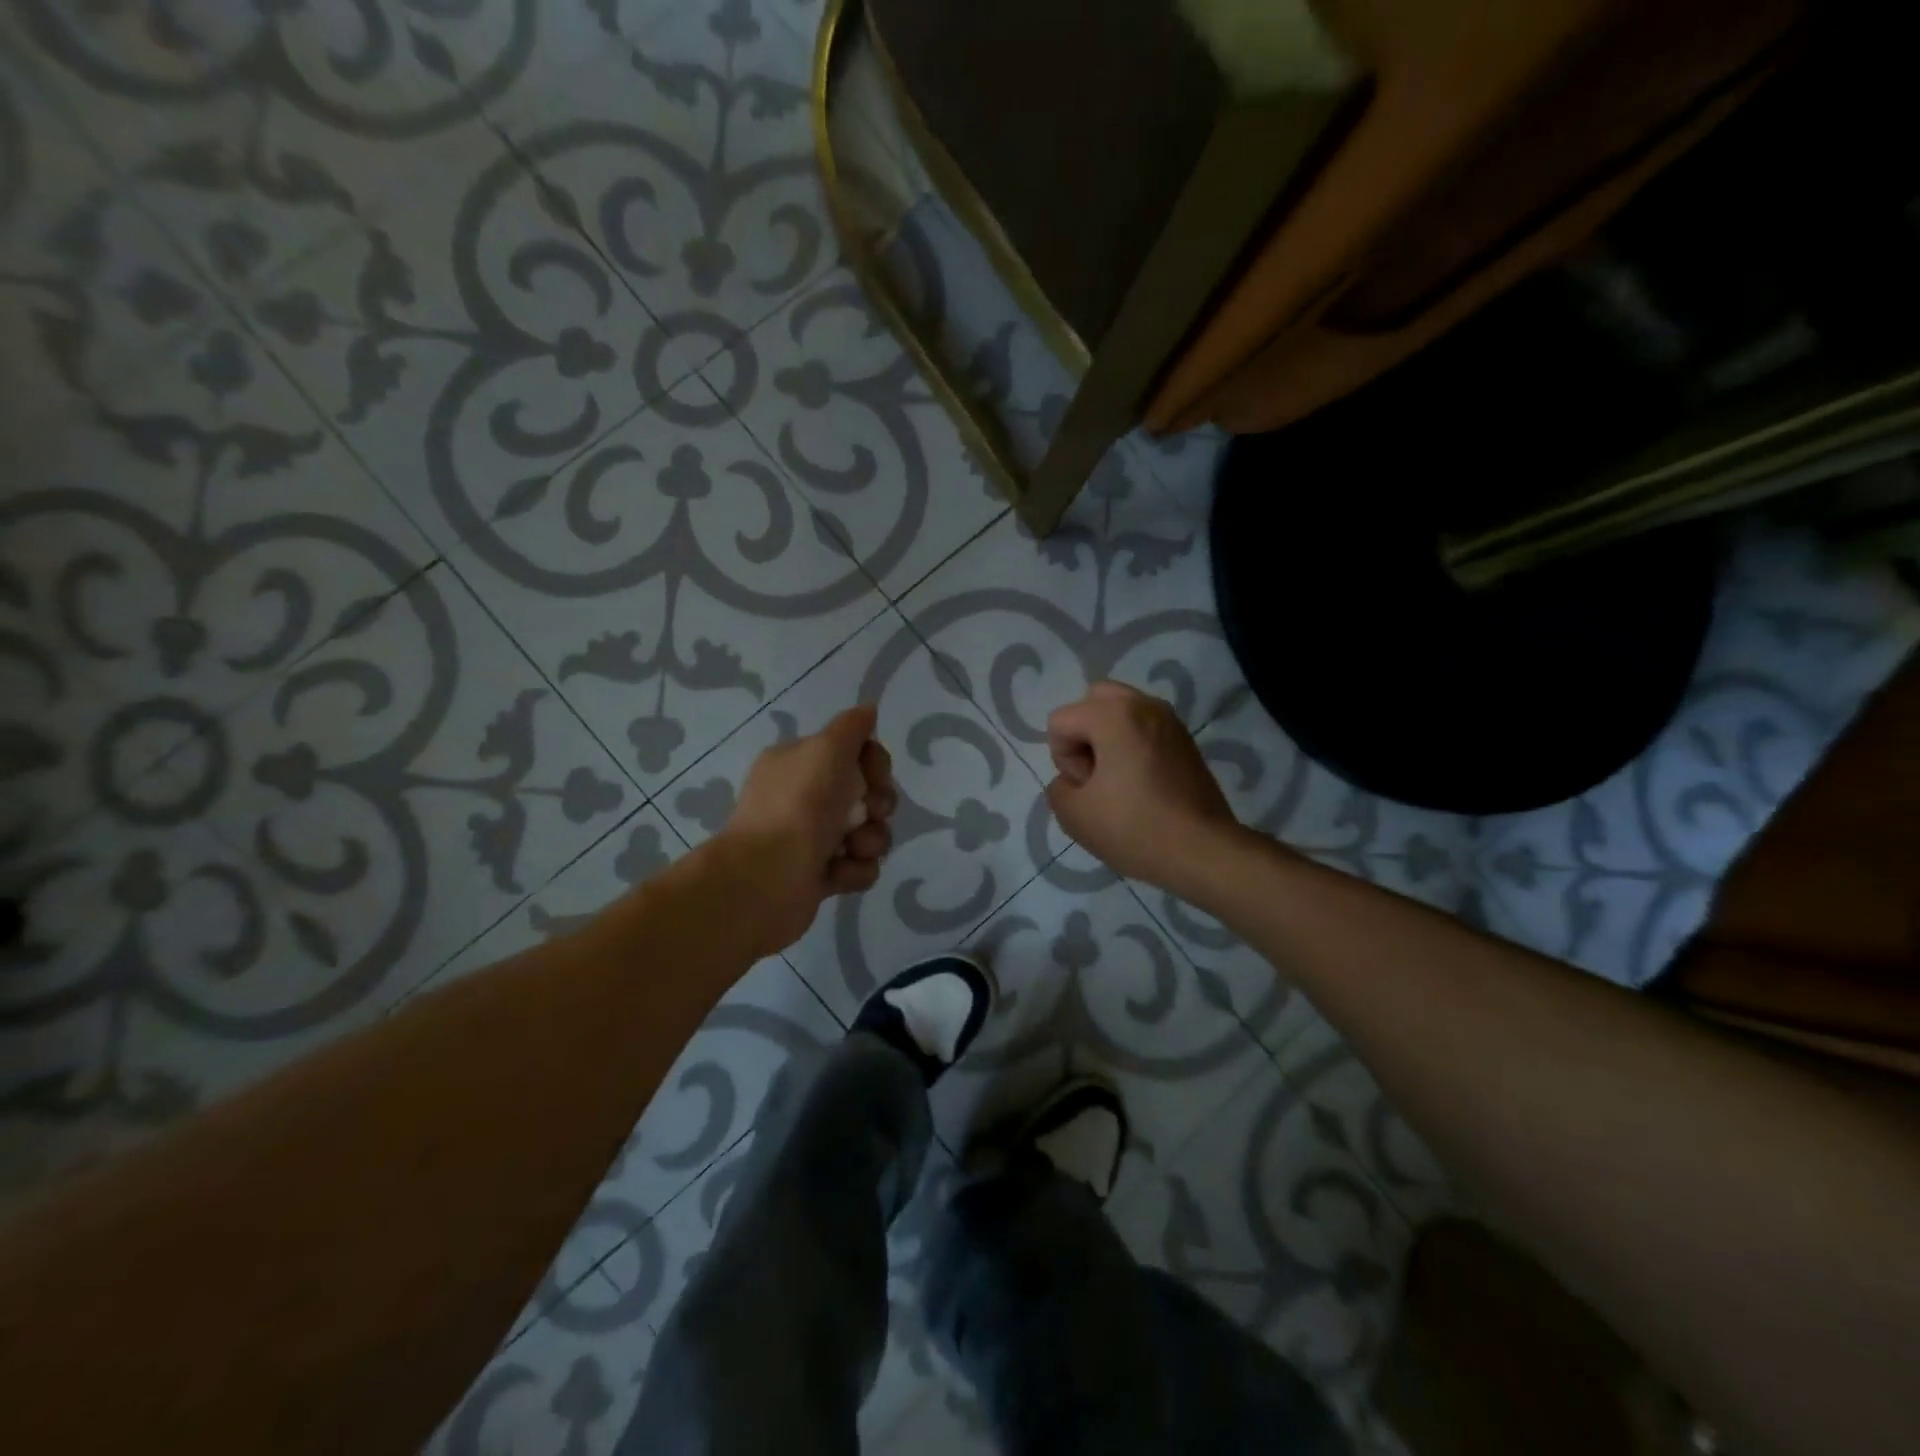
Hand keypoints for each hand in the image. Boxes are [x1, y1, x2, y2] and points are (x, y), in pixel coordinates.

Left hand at [719, 705, 896, 953]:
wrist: (766, 879)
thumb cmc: (799, 806)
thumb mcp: (827, 749)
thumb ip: (852, 726)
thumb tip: (868, 709)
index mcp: (800, 763)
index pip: (854, 753)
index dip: (874, 764)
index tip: (873, 775)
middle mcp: (804, 797)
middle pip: (868, 793)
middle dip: (878, 804)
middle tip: (867, 812)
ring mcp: (812, 838)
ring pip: (869, 832)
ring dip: (870, 840)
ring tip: (850, 849)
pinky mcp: (821, 876)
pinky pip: (860, 867)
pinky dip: (854, 871)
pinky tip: (835, 874)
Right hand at [1045, 682, 1242, 895]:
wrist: (1202, 850)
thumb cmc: (1134, 827)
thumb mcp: (1074, 815)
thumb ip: (1058, 788)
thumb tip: (1074, 781)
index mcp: (1113, 715)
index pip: (1061, 722)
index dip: (1063, 759)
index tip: (1087, 788)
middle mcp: (1143, 705)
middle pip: (1093, 701)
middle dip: (1084, 735)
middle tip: (1097, 775)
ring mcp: (1170, 720)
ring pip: (1122, 712)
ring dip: (1109, 739)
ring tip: (1119, 781)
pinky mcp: (1186, 740)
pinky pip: (1145, 728)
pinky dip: (1134, 746)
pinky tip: (1142, 785)